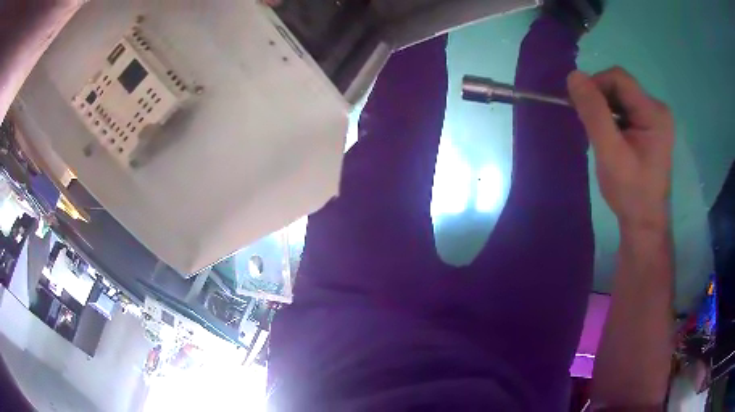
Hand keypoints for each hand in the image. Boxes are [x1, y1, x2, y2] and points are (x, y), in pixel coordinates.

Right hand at [568, 67, 674, 231]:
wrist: (644, 221)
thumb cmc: (630, 192)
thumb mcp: (610, 152)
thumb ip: (594, 113)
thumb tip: (573, 75)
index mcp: (654, 113)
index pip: (618, 79)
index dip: (595, 86)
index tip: (580, 109)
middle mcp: (658, 109)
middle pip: (620, 86)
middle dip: (599, 100)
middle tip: (589, 126)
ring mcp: (655, 118)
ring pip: (621, 97)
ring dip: (604, 109)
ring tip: (599, 135)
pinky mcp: (650, 127)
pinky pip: (625, 109)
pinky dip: (611, 117)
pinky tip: (609, 136)